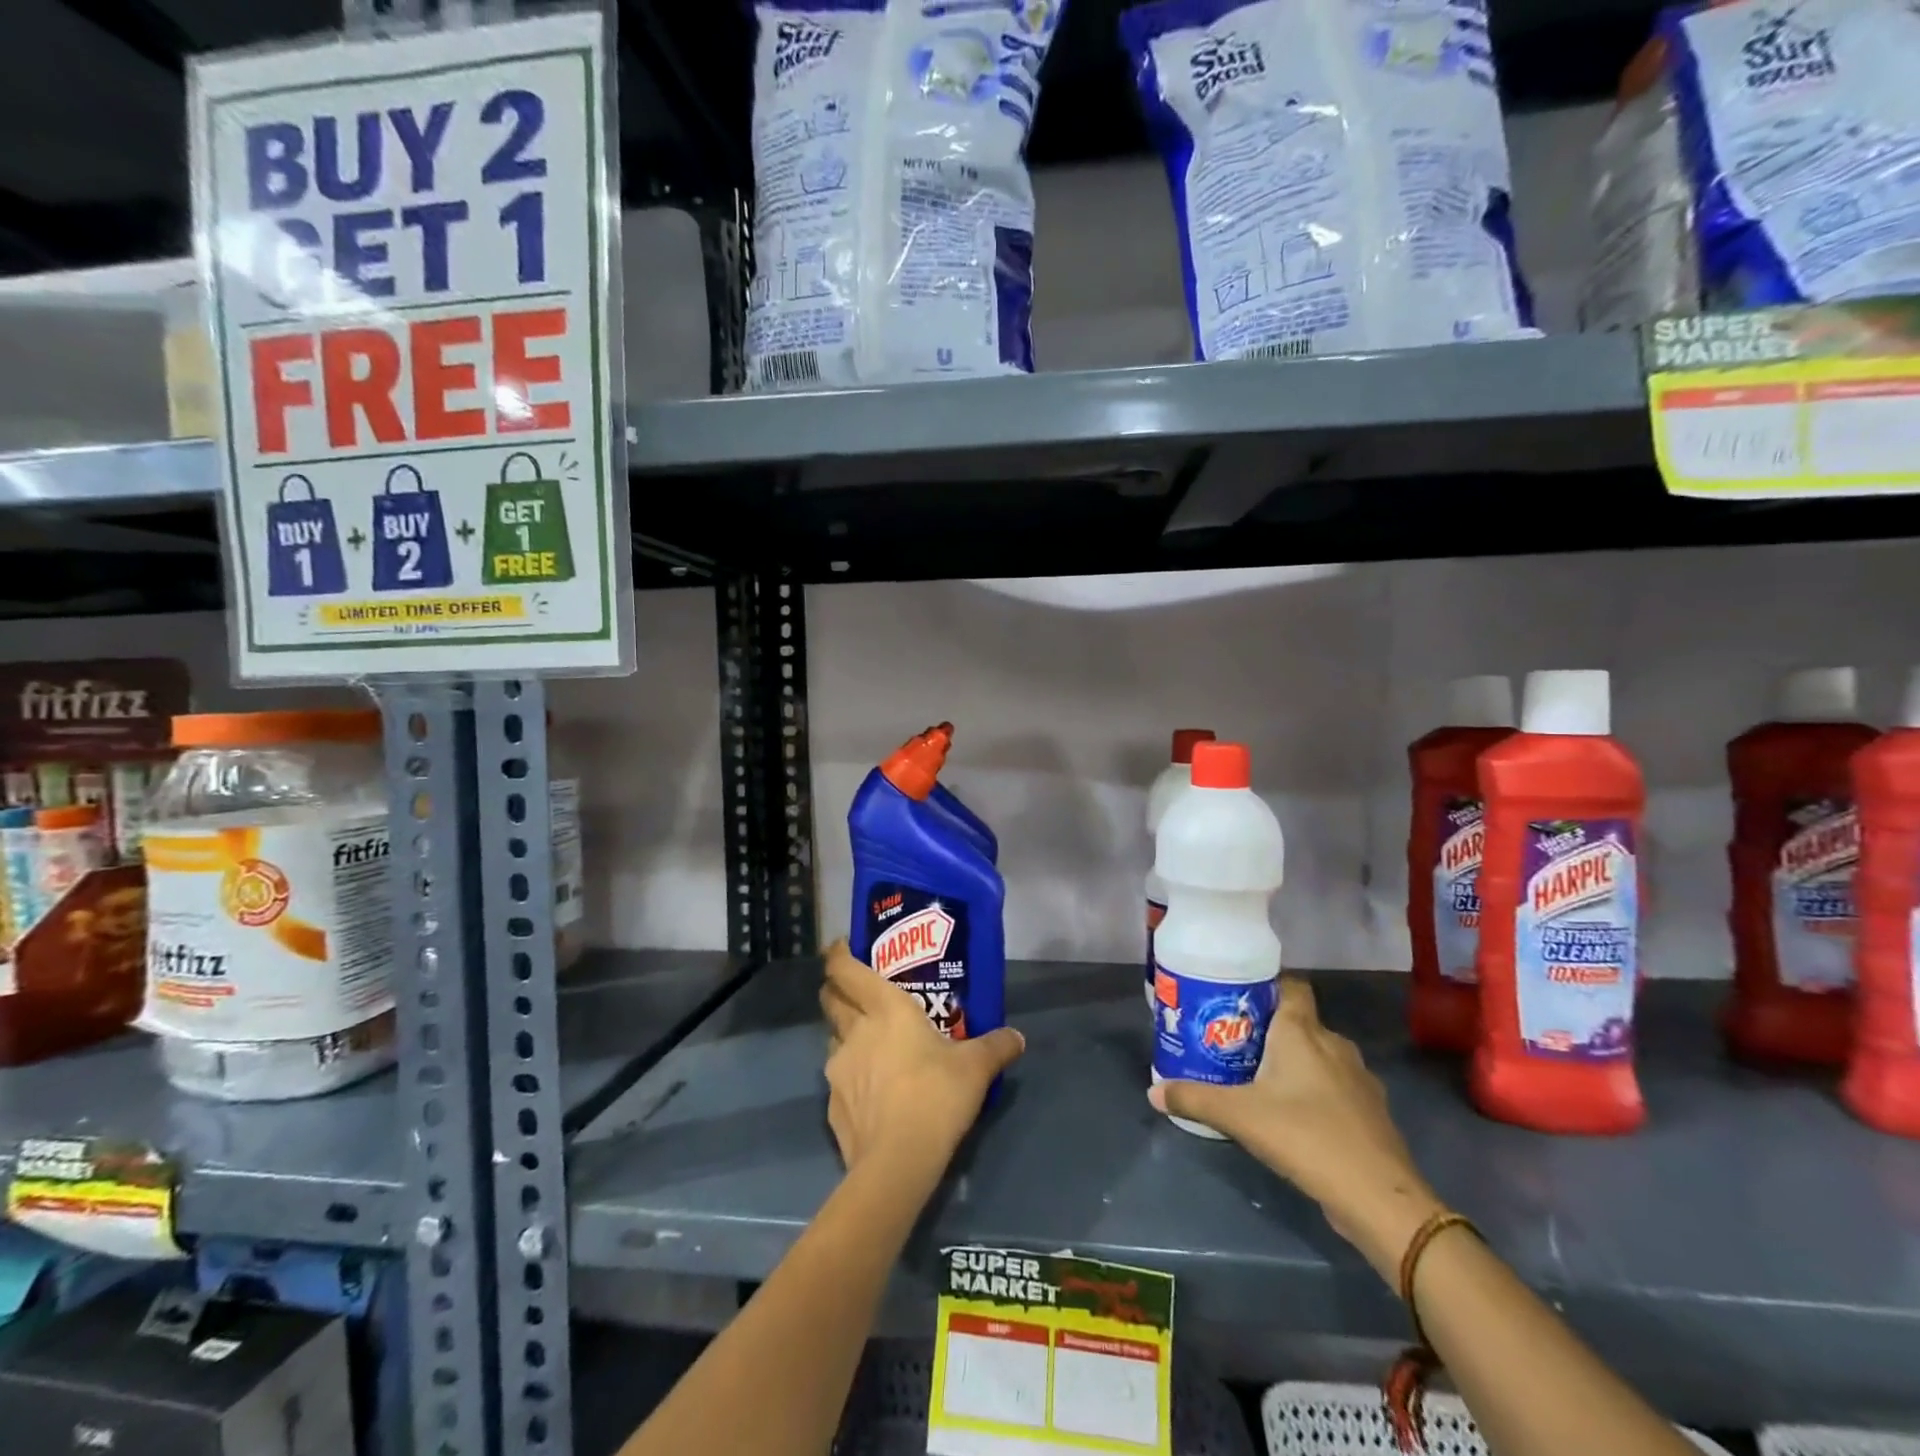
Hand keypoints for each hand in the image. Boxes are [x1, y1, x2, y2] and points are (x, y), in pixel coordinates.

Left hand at [818, 939, 1025, 1181]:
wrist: (898, 1161)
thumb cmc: (937, 1095)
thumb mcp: (977, 1068)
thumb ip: (996, 1046)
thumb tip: (1017, 1037)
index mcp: (885, 1009)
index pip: (846, 970)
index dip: (838, 955)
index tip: (841, 948)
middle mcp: (855, 1031)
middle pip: (830, 999)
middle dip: (836, 990)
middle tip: (856, 993)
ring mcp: (838, 1069)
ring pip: (833, 1038)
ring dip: (845, 1035)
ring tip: (869, 1045)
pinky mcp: (832, 1105)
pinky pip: (839, 1080)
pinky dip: (851, 1078)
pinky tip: (872, 1093)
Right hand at [1150, 976, 1443, 1280]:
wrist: (1380, 1198)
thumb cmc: (1305, 1137)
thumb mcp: (1239, 1117)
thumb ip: (1194, 1099)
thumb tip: (1152, 1092)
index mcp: (1302, 1031)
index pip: (1291, 985)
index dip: (1266, 984)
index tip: (1237, 996)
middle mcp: (1334, 1044)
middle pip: (1300, 1022)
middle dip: (1270, 1030)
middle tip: (1235, 1042)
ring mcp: (1359, 1078)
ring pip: (1320, 1056)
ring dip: (1295, 1063)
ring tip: (1260, 1080)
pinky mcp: (1371, 1111)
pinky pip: (1336, 1086)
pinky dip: (1317, 1092)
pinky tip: (1296, 1116)